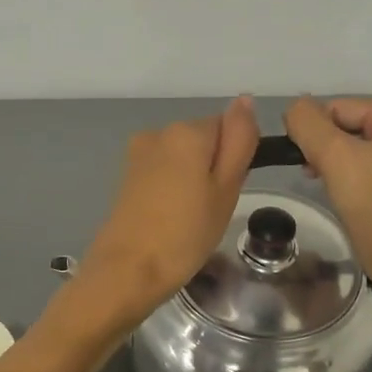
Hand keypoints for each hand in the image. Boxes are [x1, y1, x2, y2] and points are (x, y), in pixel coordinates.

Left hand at [73, 97, 259, 328]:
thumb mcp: (226, 189)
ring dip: (193, 183)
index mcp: (187, 131)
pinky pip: (164, 175)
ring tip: (190, 221)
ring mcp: (139, 155)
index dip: (235, 161)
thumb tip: (245, 99)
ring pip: (183, 160)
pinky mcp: (127, 177)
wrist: (127, 272)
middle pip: (204, 142)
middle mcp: (159, 132)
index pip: (230, 128)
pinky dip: (173, 192)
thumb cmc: (185, 234)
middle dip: (213, 170)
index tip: (228, 193)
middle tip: (212, 212)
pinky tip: (170, 220)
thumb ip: (239, 141)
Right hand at [285, 96, 371, 302]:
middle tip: (317, 179)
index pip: (342, 109)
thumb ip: (308, 124)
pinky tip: (353, 198)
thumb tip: (295, 105)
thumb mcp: (334, 159)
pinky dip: (360, 177)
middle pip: (353, 126)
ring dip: (341, 165)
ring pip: (364, 148)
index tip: (306, 165)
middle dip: (329, 150)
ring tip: (333, 189)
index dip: (316, 134)